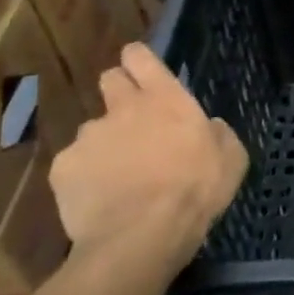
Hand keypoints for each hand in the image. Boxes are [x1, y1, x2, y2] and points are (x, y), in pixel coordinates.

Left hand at [49, 43, 247, 274]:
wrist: (141, 236)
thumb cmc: (196, 190)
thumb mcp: (231, 158)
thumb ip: (217, 133)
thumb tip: (206, 127)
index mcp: (165, 99)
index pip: (140, 57)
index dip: (139, 60)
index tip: (143, 71)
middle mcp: (122, 108)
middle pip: (110, 80)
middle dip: (119, 92)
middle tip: (135, 122)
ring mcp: (88, 137)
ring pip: (94, 130)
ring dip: (106, 144)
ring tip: (119, 177)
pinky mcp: (63, 168)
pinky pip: (75, 165)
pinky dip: (86, 177)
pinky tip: (100, 199)